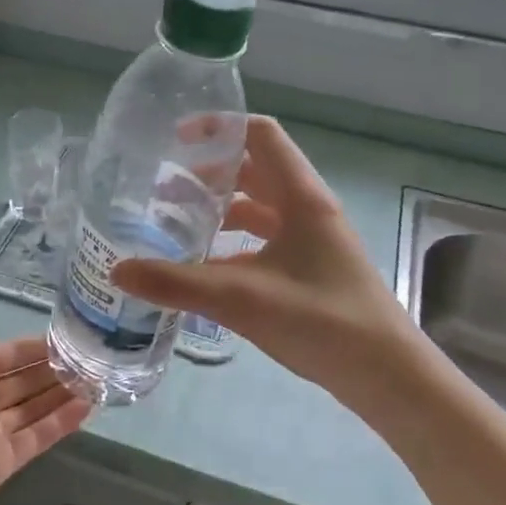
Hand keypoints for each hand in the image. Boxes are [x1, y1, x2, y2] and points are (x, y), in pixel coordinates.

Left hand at [0, 282, 92, 504]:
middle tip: (97, 357)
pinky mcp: (1, 463)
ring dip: (65, 394)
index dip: (37, 347)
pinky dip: (61, 423)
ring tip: (101, 379)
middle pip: (26, 381)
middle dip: (58, 370)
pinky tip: (88, 407)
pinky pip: (36, 438)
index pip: (8, 354)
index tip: (71, 337)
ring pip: (36, 408)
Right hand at [112, 115, 412, 399]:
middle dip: (209, 174)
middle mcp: (308, 210)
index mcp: (301, 198)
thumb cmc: (322, 321)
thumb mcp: (242, 298)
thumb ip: (177, 283)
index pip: (260, 135)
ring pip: (259, 208)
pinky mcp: (310, 271)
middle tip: (163, 189)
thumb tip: (117, 270)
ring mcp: (311, 242)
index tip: (176, 140)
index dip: (219, 127)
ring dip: (219, 209)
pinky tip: (203, 269)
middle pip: (254, 171)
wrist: (388, 376)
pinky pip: (263, 242)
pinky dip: (232, 244)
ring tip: (175, 224)